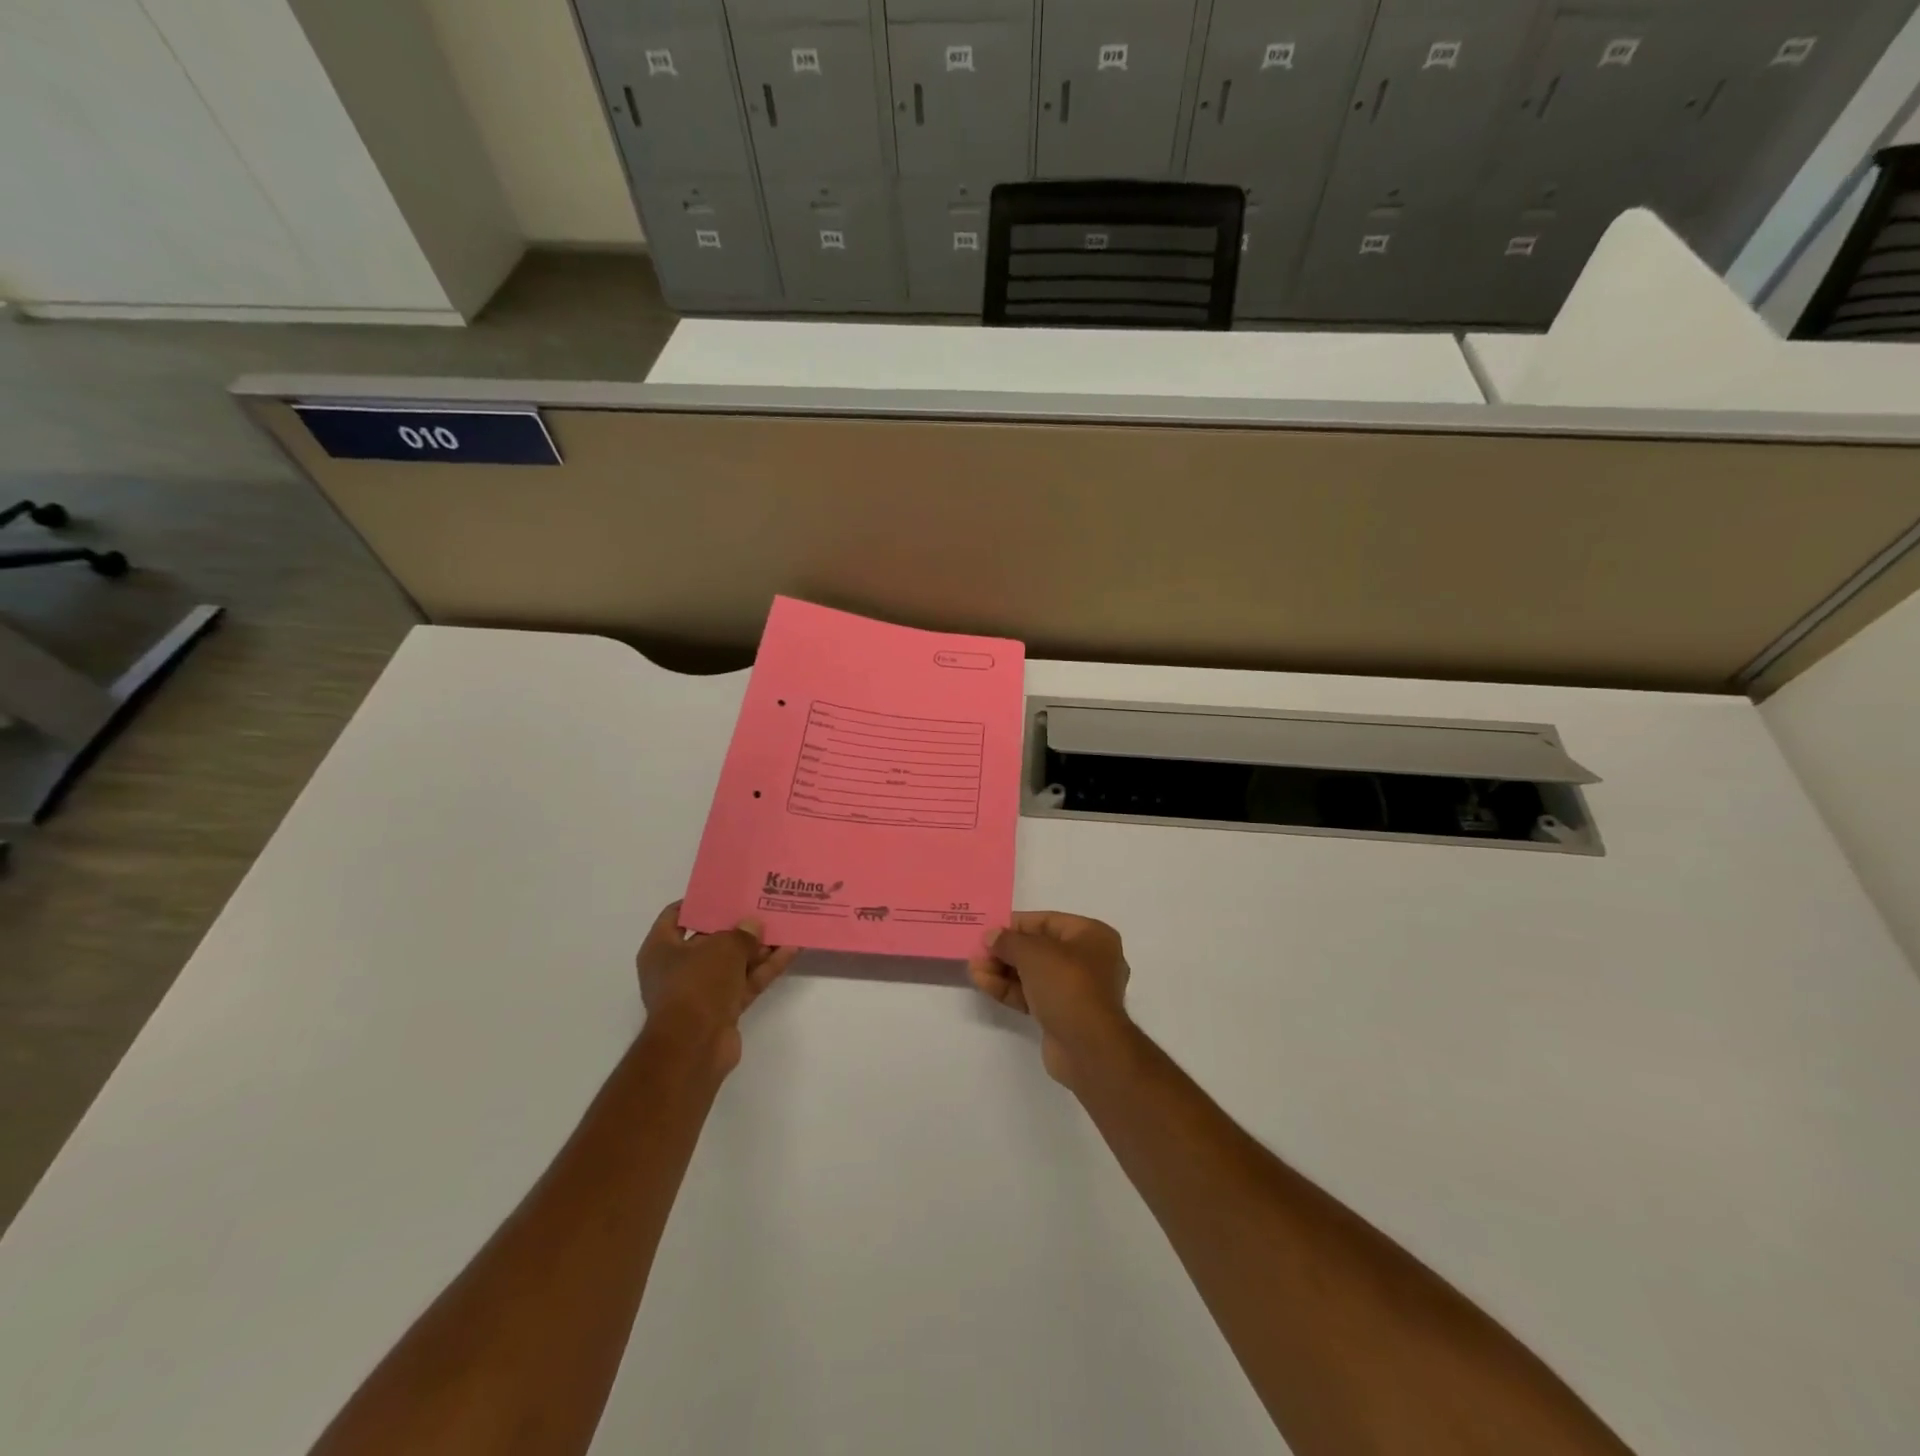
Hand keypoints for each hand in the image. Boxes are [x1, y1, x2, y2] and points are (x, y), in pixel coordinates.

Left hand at [637, 902, 797, 1076]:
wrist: (695, 1046)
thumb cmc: (697, 984)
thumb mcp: (722, 947)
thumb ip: (741, 933)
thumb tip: (752, 926)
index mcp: (661, 949)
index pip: (676, 916)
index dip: (700, 902)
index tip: (726, 891)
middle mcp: (677, 968)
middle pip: (710, 939)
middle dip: (738, 926)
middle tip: (763, 906)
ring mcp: (701, 991)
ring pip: (733, 962)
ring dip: (758, 947)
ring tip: (785, 925)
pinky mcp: (723, 1009)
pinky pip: (746, 982)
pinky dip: (765, 968)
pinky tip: (790, 951)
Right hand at [967, 912, 1131, 1086]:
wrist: (1089, 1047)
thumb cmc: (1067, 985)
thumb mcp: (1034, 953)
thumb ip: (1008, 941)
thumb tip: (991, 935)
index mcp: (1092, 935)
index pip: (1048, 921)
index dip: (1016, 924)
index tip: (989, 929)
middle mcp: (1089, 959)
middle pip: (1039, 948)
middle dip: (1006, 951)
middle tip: (977, 952)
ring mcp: (1077, 990)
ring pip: (1034, 973)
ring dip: (1003, 970)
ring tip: (973, 968)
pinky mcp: (1063, 1014)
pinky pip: (1033, 994)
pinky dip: (1010, 989)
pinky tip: (983, 984)